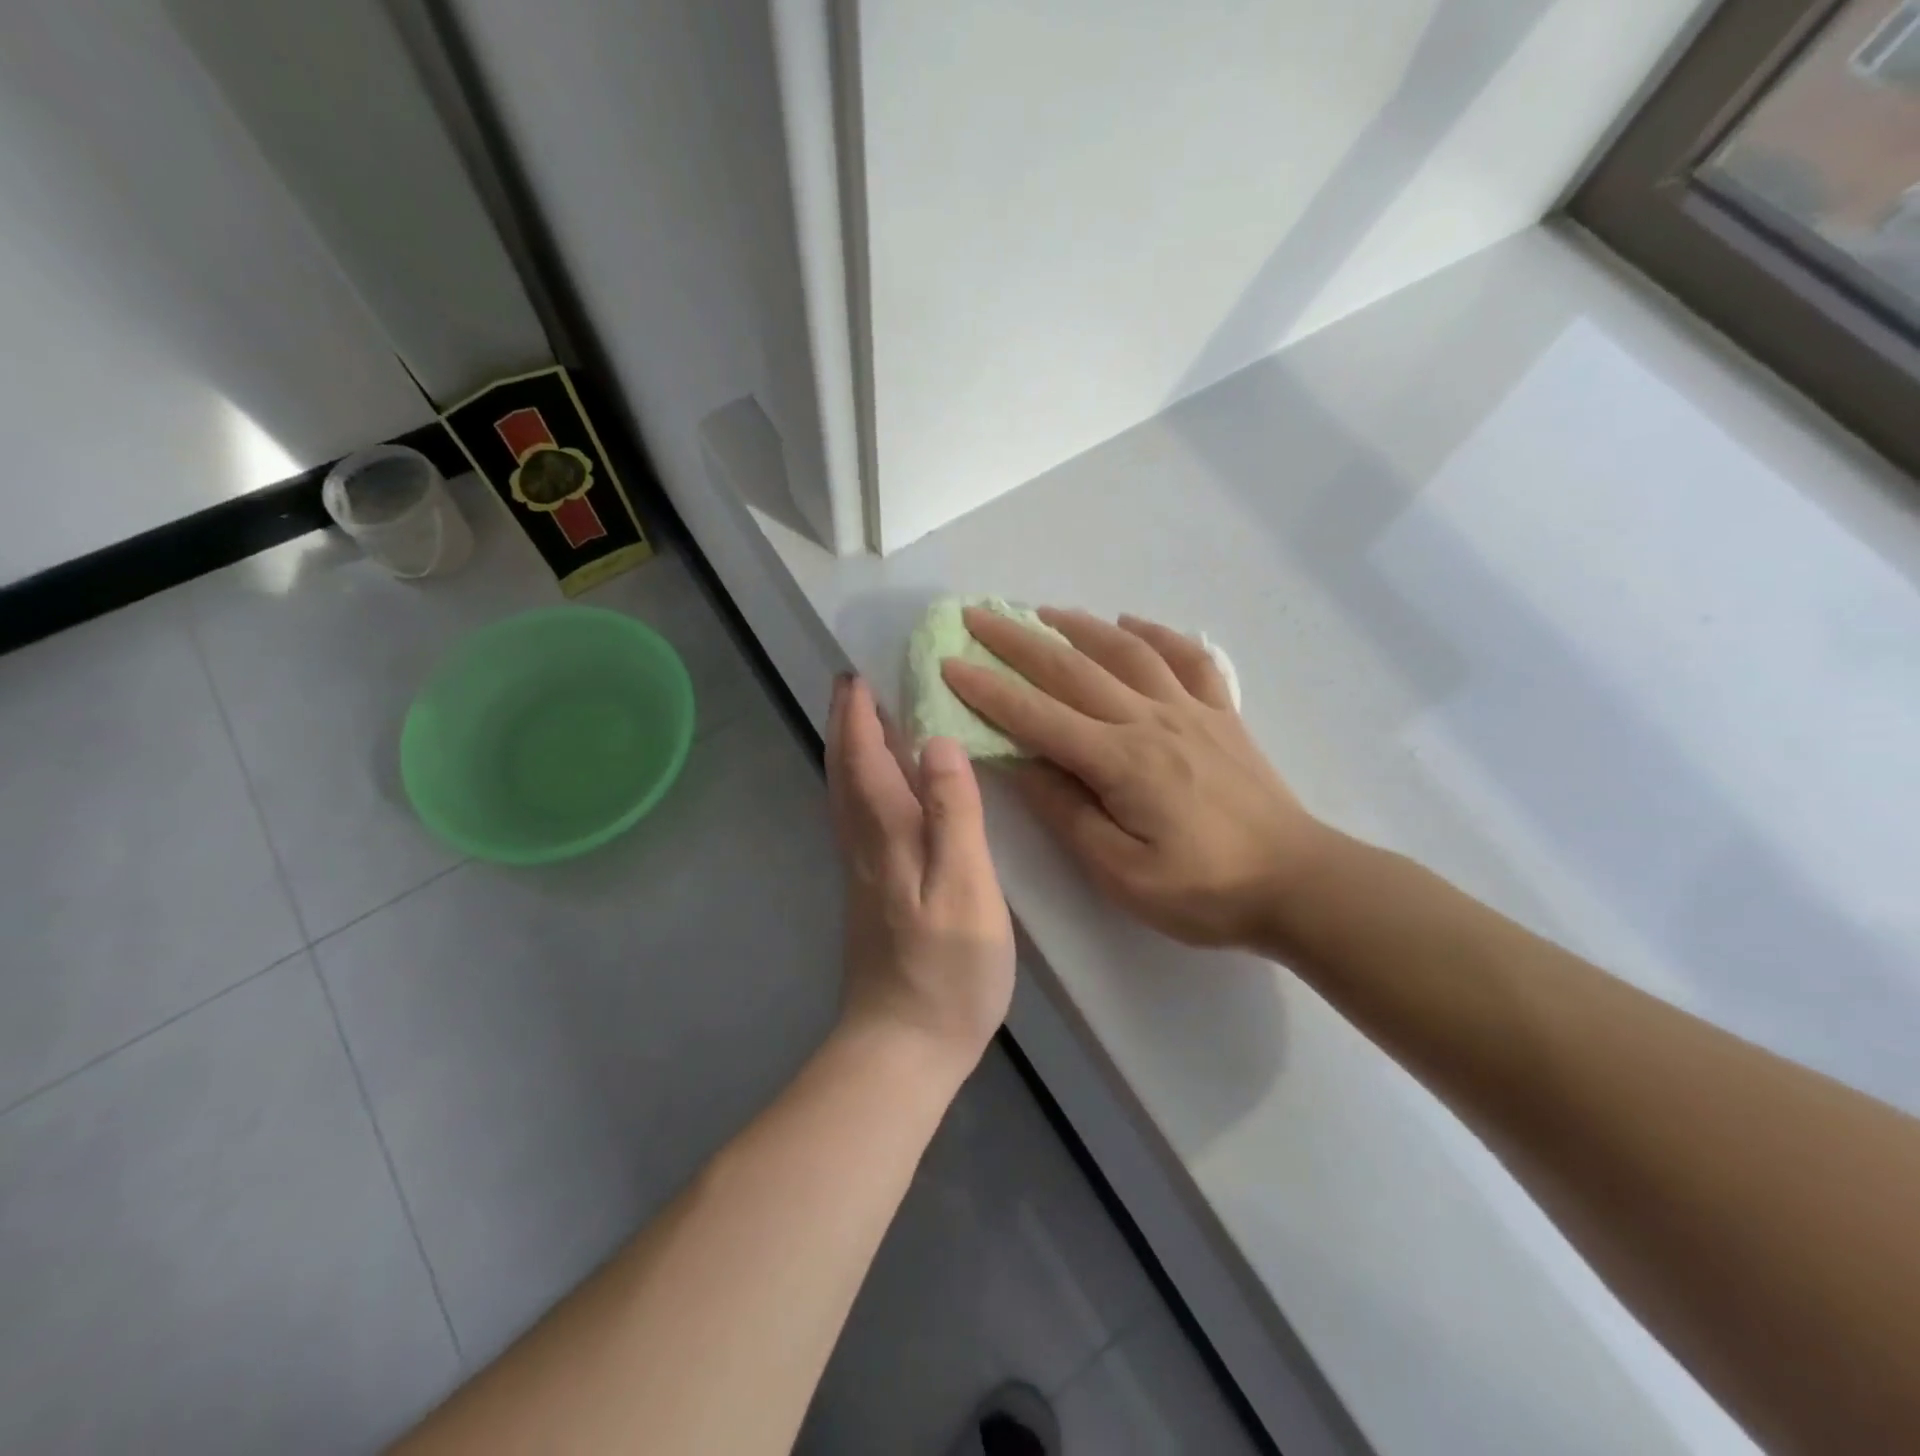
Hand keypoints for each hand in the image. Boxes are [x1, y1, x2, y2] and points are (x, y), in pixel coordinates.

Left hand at [826, 674, 1014, 1081]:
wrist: (902, 1046)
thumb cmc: (946, 968)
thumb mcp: (965, 887)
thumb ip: (954, 813)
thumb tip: (938, 742)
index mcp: (885, 833)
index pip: (863, 756)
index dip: (859, 713)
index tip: (858, 672)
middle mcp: (863, 843)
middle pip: (844, 770)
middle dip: (845, 724)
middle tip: (854, 684)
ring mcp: (862, 871)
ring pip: (845, 795)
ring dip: (850, 751)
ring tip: (867, 721)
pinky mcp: (870, 893)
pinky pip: (858, 817)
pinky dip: (861, 785)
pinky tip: (883, 790)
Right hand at [943, 608, 1328, 950]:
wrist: (1298, 883)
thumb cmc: (1204, 890)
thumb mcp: (1120, 871)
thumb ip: (1068, 813)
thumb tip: (1021, 765)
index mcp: (1120, 761)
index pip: (1037, 716)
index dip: (988, 689)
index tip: (949, 663)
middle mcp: (1150, 720)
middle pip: (1072, 669)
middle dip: (1018, 642)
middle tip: (977, 616)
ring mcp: (1191, 710)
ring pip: (1126, 651)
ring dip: (1079, 625)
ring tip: (1042, 611)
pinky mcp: (1222, 715)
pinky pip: (1188, 659)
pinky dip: (1156, 634)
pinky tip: (1132, 622)